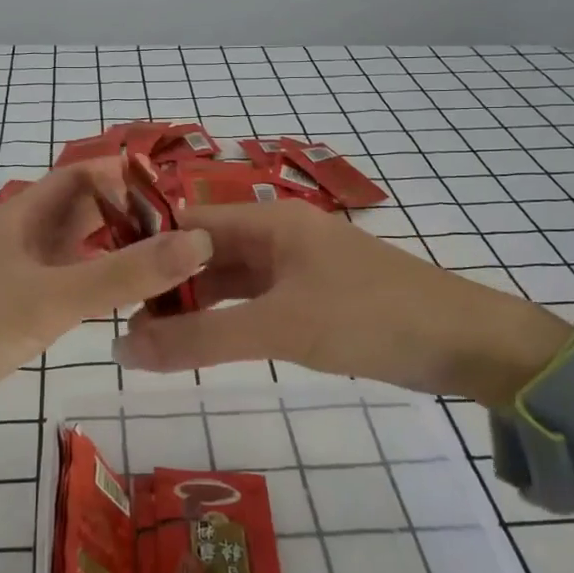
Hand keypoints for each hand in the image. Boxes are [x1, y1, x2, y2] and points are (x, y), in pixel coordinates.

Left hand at [0, 160, 211, 479]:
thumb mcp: (51, 299)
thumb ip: (124, 273)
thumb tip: (198, 241)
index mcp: (21, 215)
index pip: (81, 176)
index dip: (125, 176)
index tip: (179, 193)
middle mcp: (22, 238)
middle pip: (84, 212)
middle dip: (130, 215)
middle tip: (189, 233)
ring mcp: (18, 276)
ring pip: (78, 251)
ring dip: (118, 252)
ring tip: (174, 265)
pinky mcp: (16, 312)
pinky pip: (69, 285)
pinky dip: (100, 286)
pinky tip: (131, 302)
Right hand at [111, 200, 570, 405]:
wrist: (467, 344)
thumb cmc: (370, 318)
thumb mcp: (280, 327)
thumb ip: (200, 340)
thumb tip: (122, 350)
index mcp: (271, 222)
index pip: (189, 223)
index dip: (147, 249)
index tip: (106, 283)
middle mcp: (279, 236)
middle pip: (206, 252)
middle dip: (166, 284)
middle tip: (122, 324)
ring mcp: (297, 269)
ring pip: (229, 281)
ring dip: (193, 306)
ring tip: (149, 341)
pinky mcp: (313, 299)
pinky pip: (254, 303)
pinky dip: (225, 321)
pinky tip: (200, 344)